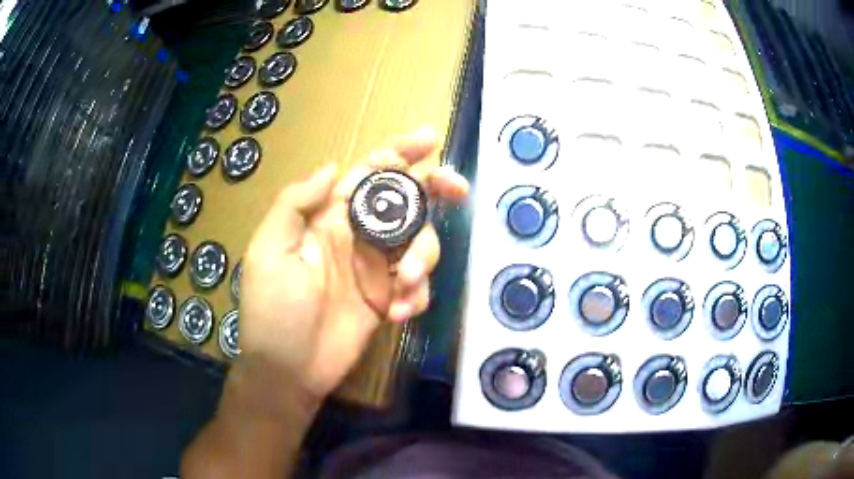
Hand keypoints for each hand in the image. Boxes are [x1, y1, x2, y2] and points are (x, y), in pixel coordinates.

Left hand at [239, 128, 468, 398]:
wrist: (288, 370)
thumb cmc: (273, 310)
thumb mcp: (270, 251)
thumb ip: (295, 204)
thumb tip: (332, 166)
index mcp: (330, 218)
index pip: (369, 174)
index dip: (398, 153)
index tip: (428, 139)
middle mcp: (358, 236)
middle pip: (407, 201)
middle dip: (435, 189)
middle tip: (457, 190)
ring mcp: (376, 269)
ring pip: (420, 243)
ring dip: (423, 258)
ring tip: (403, 286)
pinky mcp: (388, 299)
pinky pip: (418, 286)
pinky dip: (416, 295)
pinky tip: (396, 313)